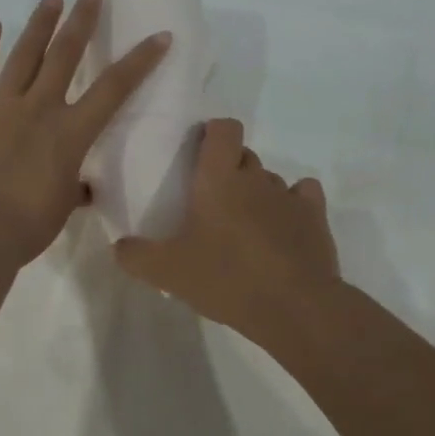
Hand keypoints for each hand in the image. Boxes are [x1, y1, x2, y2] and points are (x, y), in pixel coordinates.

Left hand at [0, 0, 168, 263]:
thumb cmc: (26, 227)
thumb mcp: (61, 208)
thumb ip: (73, 189)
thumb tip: (83, 188)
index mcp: (70, 133)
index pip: (114, 89)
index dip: (140, 61)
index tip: (159, 36)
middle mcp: (39, 108)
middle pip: (65, 55)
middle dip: (82, 20)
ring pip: (24, 55)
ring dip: (40, 23)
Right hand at [115, 118, 340, 341]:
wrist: (293, 306)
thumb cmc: (225, 278)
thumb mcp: (167, 272)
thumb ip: (136, 256)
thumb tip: (119, 246)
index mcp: (219, 179)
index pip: (224, 129)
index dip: (214, 133)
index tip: (200, 152)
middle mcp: (256, 178)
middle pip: (245, 155)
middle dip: (230, 169)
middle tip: (212, 201)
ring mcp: (289, 197)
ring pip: (271, 179)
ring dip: (258, 193)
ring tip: (246, 225)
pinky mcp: (316, 218)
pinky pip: (304, 195)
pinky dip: (293, 204)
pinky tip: (283, 225)